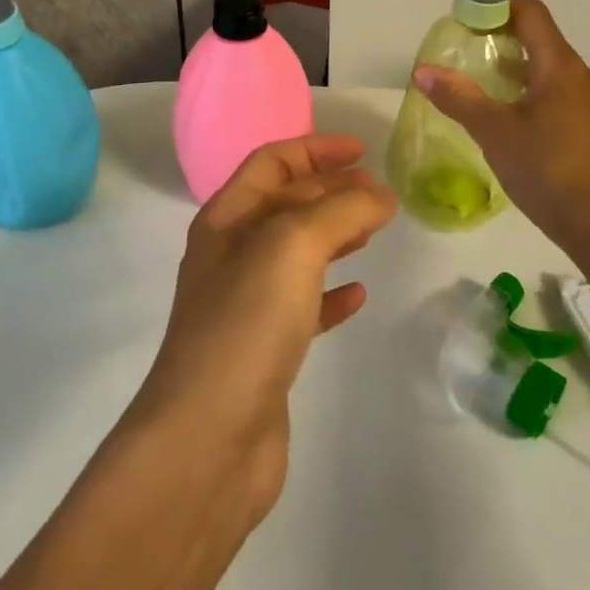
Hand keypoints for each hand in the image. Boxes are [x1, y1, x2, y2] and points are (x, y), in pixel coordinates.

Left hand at [132, 136, 396, 521]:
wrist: (208, 439)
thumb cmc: (246, 323)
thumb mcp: (294, 246)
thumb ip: (341, 211)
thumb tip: (381, 194)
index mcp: (227, 219)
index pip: (272, 163)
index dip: (315, 149)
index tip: (363, 151)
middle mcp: (232, 255)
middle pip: (286, 204)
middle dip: (331, 191)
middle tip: (380, 193)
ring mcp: (247, 304)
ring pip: (297, 254)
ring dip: (335, 235)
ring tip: (375, 231)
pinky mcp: (265, 350)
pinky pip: (304, 306)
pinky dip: (332, 293)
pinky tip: (358, 295)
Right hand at [413, 0, 589, 244]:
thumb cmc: (547, 168)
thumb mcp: (494, 131)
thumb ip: (458, 97)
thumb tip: (422, 70)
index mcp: (560, 66)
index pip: (532, 14)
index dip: (500, 2)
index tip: (468, 8)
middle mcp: (580, 77)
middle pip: (540, 40)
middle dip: (502, 35)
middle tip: (465, 44)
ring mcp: (589, 105)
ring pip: (548, 70)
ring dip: (515, 66)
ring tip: (480, 78)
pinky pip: (556, 95)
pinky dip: (528, 91)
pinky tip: (507, 115)